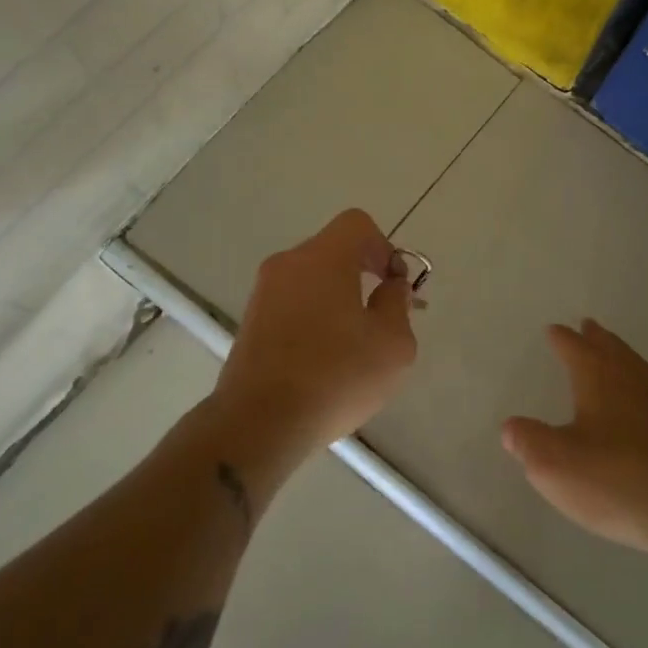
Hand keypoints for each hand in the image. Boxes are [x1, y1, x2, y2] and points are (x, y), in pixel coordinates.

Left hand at [215, 209, 417, 448]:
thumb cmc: (335, 376)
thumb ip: (397, 304)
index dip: (385, 247)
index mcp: (322, 258)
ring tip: (355, 344)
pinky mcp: (250, 322)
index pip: (357, 224)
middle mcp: (287, 264)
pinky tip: (325, 359)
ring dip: (339, 298)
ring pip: (312, 279)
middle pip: (334, 251)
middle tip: (383, 315)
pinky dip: (314, 317)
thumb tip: (391, 288)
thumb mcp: (392, 344)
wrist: (259, 423)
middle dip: (364, 274)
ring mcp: (263, 293)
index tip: (394, 285)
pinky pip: (292, 304)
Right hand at [503, 319, 647, 553]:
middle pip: (613, 349)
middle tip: (589, 327)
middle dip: (597, 339)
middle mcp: (635, 378)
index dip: (563, 339)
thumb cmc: (619, 479)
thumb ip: (529, 443)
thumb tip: (511, 427)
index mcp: (599, 377)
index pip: (575, 348)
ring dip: (623, 361)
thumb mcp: (556, 466)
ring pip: (640, 369)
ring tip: (615, 361)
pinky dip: (646, 392)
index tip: (555, 329)